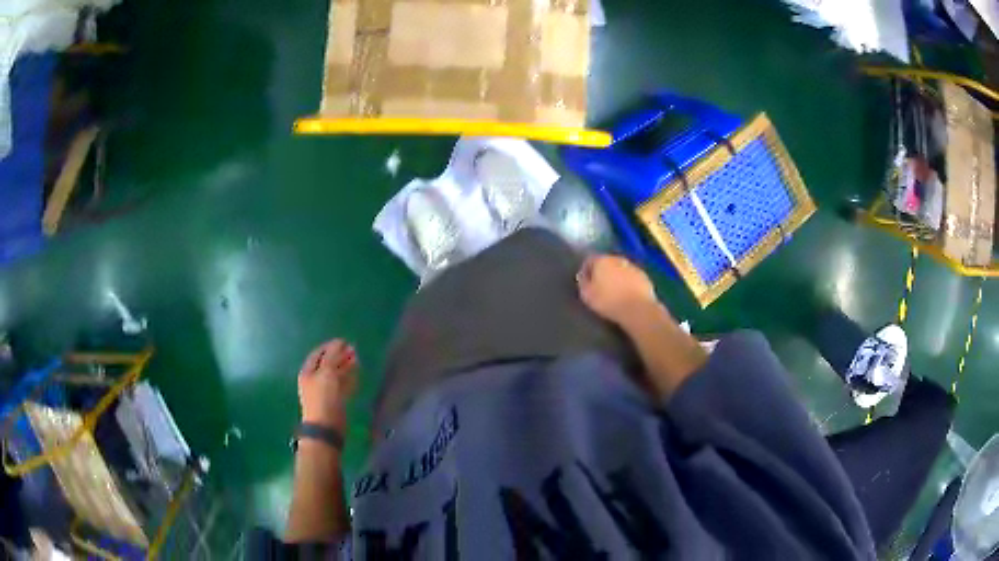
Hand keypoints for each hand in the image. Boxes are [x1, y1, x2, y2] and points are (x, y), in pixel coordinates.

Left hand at [297, 339, 357, 429]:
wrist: (326, 428)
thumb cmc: (324, 398)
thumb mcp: (327, 373)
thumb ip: (333, 356)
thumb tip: (340, 342)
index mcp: (308, 371)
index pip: (318, 353)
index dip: (330, 346)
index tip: (345, 342)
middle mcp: (314, 380)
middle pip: (327, 363)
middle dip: (340, 356)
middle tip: (354, 350)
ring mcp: (324, 391)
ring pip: (336, 374)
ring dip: (346, 366)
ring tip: (358, 359)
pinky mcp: (334, 401)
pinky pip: (342, 385)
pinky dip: (349, 378)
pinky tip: (357, 374)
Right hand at [577, 254, 660, 325]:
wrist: (638, 309)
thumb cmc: (608, 301)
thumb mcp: (587, 295)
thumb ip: (583, 283)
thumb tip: (583, 277)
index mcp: (602, 260)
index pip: (589, 260)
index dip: (585, 271)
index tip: (585, 282)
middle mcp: (618, 259)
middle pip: (606, 263)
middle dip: (602, 272)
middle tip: (599, 287)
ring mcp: (633, 267)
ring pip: (620, 269)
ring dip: (616, 277)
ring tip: (614, 292)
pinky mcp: (644, 277)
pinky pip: (632, 278)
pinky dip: (628, 283)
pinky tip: (627, 295)